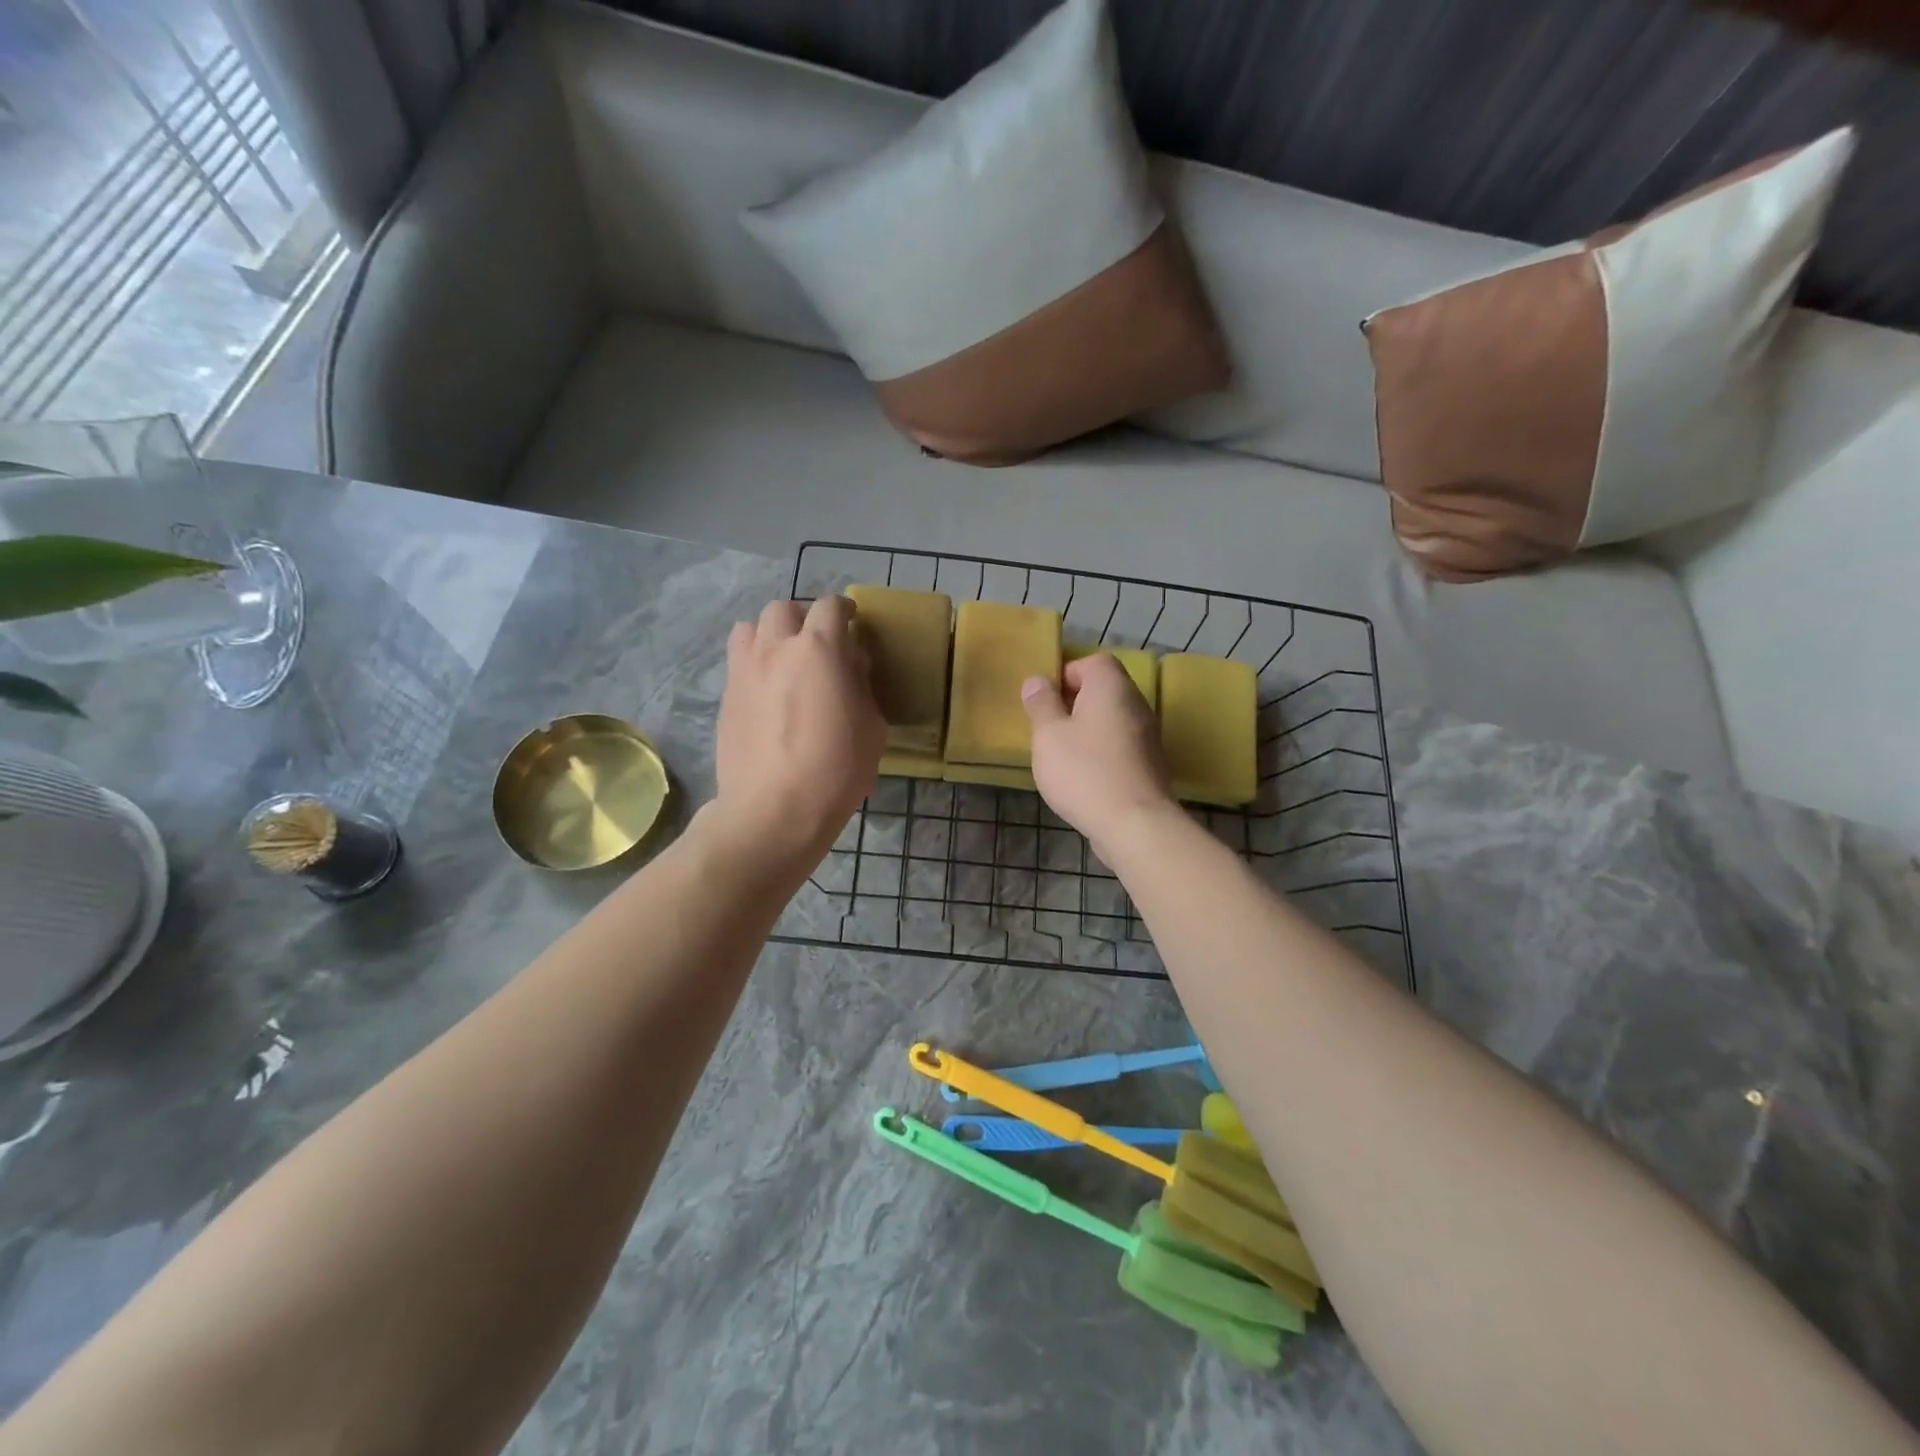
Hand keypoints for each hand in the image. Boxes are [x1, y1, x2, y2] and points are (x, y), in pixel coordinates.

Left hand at [711, 597, 885, 871]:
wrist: (773, 810)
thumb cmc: (835, 770)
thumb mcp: (872, 727)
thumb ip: (861, 685)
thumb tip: (850, 666)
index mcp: (819, 650)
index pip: (830, 606)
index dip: (844, 609)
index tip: (852, 621)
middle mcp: (776, 649)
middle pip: (784, 609)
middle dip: (804, 617)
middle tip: (818, 640)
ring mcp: (744, 671)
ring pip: (750, 628)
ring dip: (771, 634)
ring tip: (784, 658)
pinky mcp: (726, 697)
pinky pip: (738, 662)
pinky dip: (755, 663)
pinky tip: (768, 692)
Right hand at [1021, 654, 1177, 857]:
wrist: (1135, 825)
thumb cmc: (1085, 772)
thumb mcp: (1049, 735)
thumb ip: (1041, 704)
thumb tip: (1037, 680)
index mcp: (1112, 687)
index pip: (1094, 662)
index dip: (1067, 674)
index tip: (1045, 699)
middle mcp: (1136, 704)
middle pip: (1104, 691)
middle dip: (1074, 704)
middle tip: (1047, 728)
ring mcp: (1148, 736)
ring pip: (1112, 720)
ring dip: (1087, 731)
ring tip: (1061, 755)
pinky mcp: (1150, 765)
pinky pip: (1120, 746)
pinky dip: (1101, 753)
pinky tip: (1083, 777)